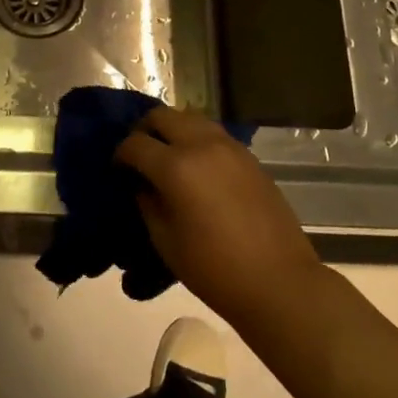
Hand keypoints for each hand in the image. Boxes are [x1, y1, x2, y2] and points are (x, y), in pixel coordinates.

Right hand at [116, 106, 324, 327]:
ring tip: (167, 156)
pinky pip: (213, 133)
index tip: (118, 170)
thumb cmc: (214, 269)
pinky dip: (196, 138)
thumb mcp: (165, 240)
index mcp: (176, 167)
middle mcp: (201, 145)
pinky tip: (196, 166)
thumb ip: (147, 202)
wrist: (278, 281)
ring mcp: (229, 147)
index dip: (120, 155)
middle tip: (139, 155)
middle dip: (144, 130)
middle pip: (162, 116)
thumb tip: (141, 183)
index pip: (135, 143)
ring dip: (172, 129)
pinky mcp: (249, 156)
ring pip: (190, 117)